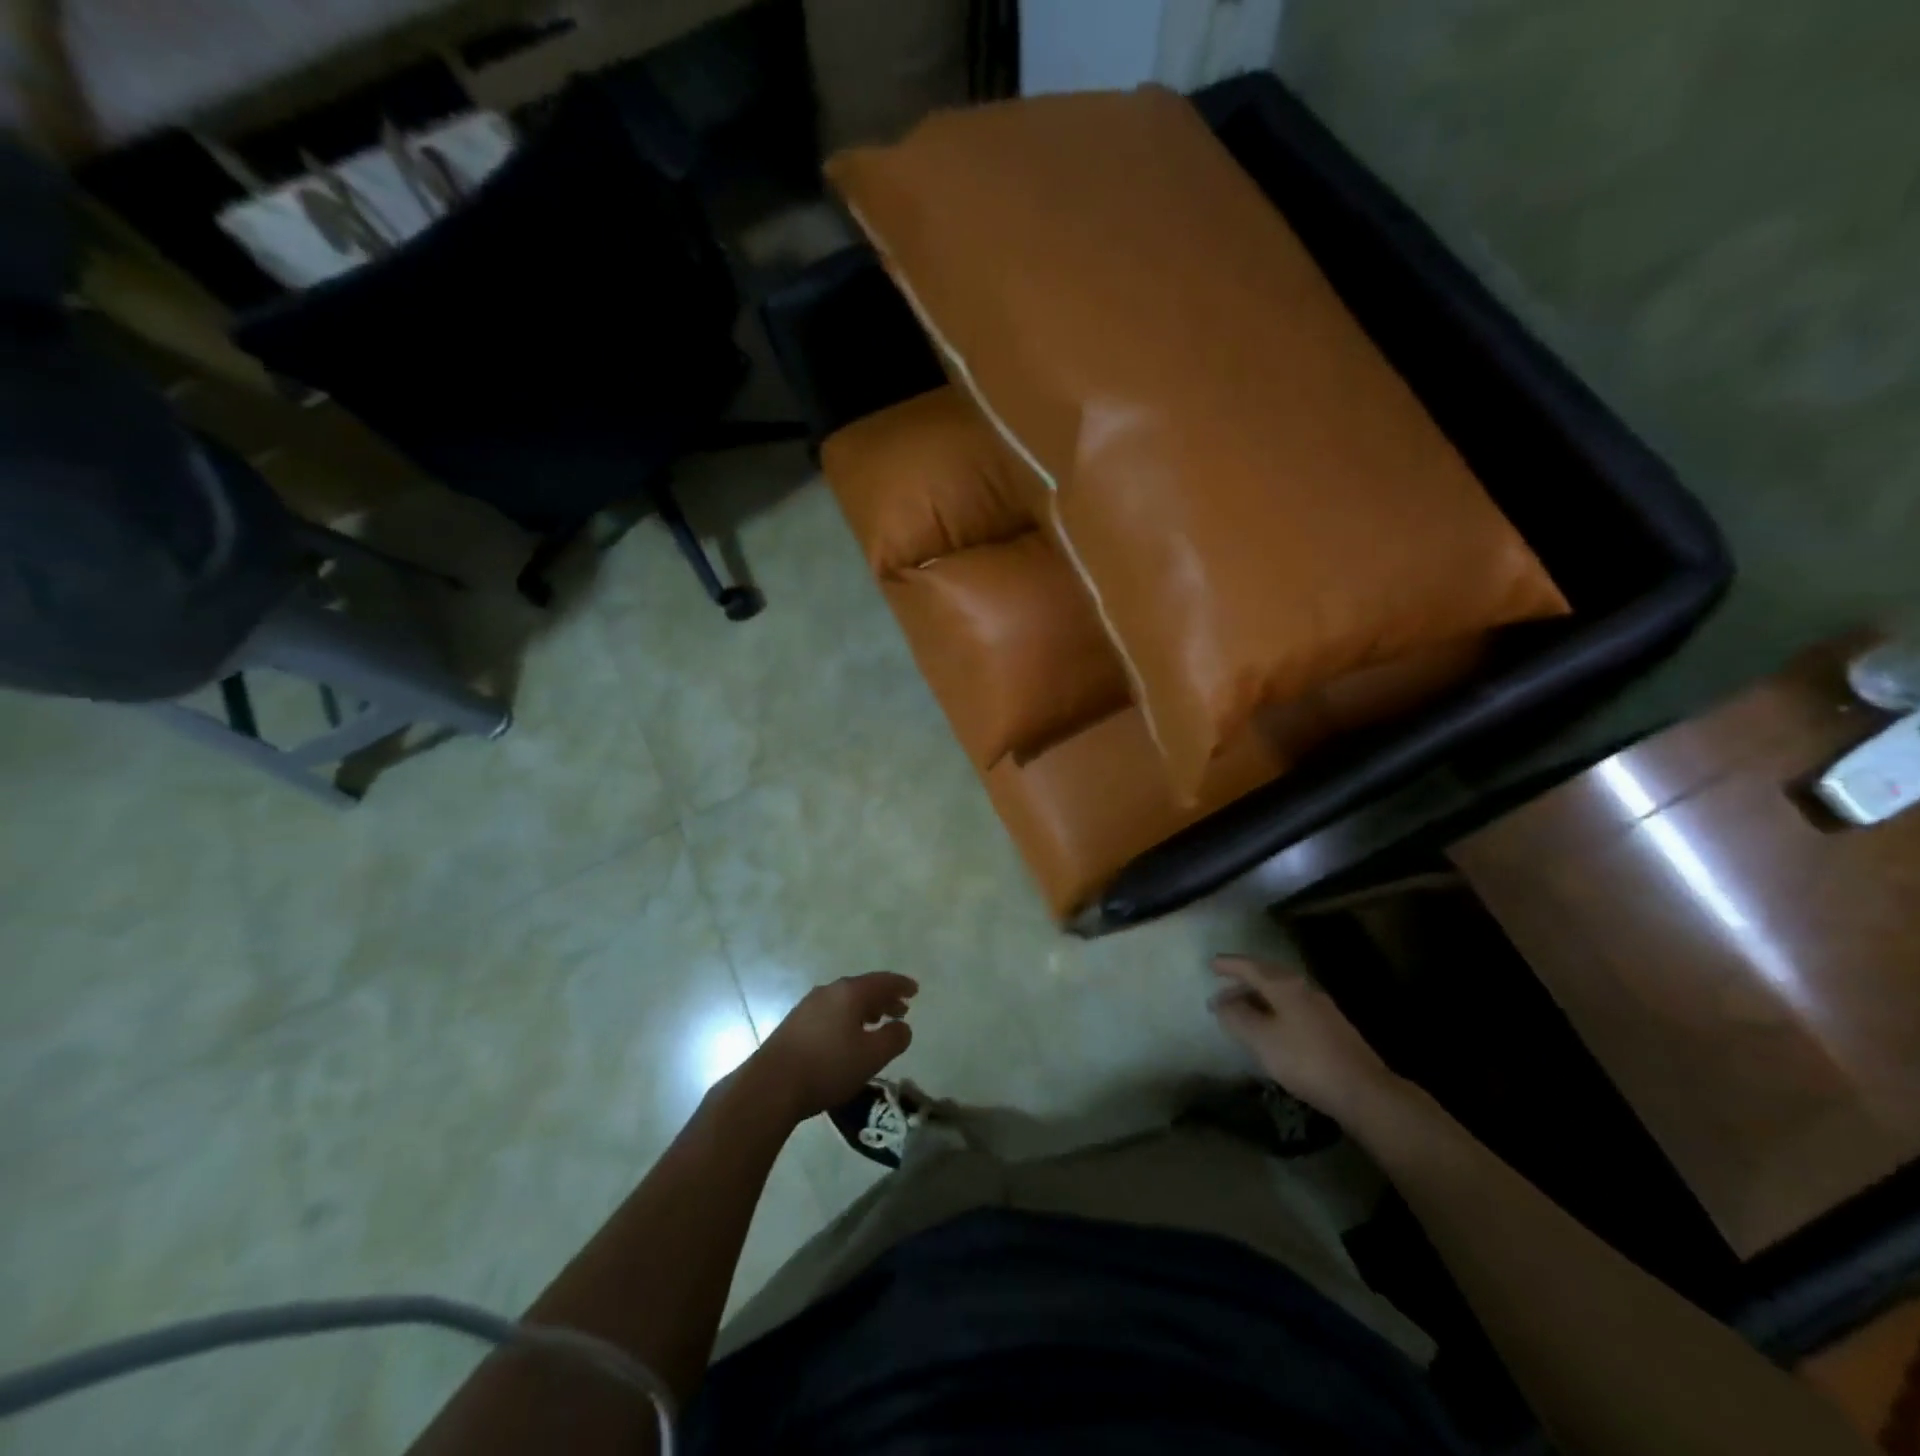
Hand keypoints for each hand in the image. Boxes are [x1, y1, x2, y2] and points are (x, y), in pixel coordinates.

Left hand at [745, 972, 917, 1122]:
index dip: (901, 985)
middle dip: (884, 998)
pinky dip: (847, 1017)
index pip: (882, 981)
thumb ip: (894, 1038)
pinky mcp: (794, 1023)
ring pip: (845, 1000)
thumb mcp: (871, 1057)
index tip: (915, 990)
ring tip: (877, 1022)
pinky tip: (847, 1035)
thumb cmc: (828, 1067)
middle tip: (901, 1009)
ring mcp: (808, 1005)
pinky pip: (830, 1011)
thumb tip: (903, 1026)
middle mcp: (829, 991)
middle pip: (863, 988)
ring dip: (864, 1009)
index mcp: (850, 992)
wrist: (771, 1085)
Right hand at [1209, 955, 1404, 1124]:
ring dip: (1258, 1000)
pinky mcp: (1331, 1028)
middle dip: (1242, 984)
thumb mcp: (1261, 1039)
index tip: (1211, 965)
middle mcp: (1304, 989)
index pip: (1251, 967)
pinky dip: (1273, 1012)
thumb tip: (1222, 1001)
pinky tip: (1270, 1030)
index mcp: (1285, 986)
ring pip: (1281, 994)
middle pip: (1268, 978)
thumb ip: (1237, 1017)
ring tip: (1241, 1013)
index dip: (1229, 965)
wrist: (1364, 1092)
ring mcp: (1321, 1009)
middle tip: (1221, 995)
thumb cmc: (1305, 1060)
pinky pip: (1293, 1009)